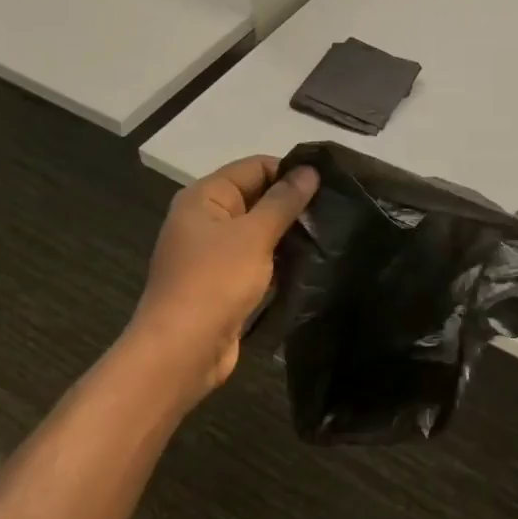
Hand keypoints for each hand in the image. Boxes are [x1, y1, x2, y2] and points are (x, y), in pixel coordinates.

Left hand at [130, 155, 318, 397]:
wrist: (181, 351)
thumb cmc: (215, 282)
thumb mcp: (254, 235)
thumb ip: (284, 201)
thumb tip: (310, 170)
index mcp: (204, 197)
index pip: (255, 167)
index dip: (290, 172)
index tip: (330, 185)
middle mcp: (206, 219)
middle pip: (257, 198)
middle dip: (293, 204)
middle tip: (336, 211)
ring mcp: (214, 254)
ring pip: (259, 232)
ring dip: (289, 235)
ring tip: (330, 236)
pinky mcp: (224, 284)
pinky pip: (258, 261)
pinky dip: (280, 262)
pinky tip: (311, 265)